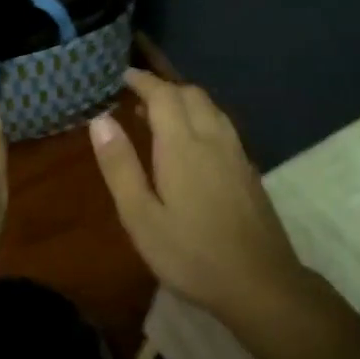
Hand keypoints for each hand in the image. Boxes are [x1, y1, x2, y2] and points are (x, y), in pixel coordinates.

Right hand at [89, 70, 305, 317]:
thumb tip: (100, 119)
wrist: (259, 282)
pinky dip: (202, 119)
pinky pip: (223, 127)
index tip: (120, 76)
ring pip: (212, 109)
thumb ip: (120, 166)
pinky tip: (192, 145)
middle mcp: (214, 139)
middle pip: (191, 95)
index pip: (162, 95)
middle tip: (135, 97)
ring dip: (185, 102)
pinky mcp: (249, 171)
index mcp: (183, 146)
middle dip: (163, 88)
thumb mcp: (141, 217)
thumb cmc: (191, 254)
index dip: (141, 81)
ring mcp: (237, 154)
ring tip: (159, 116)